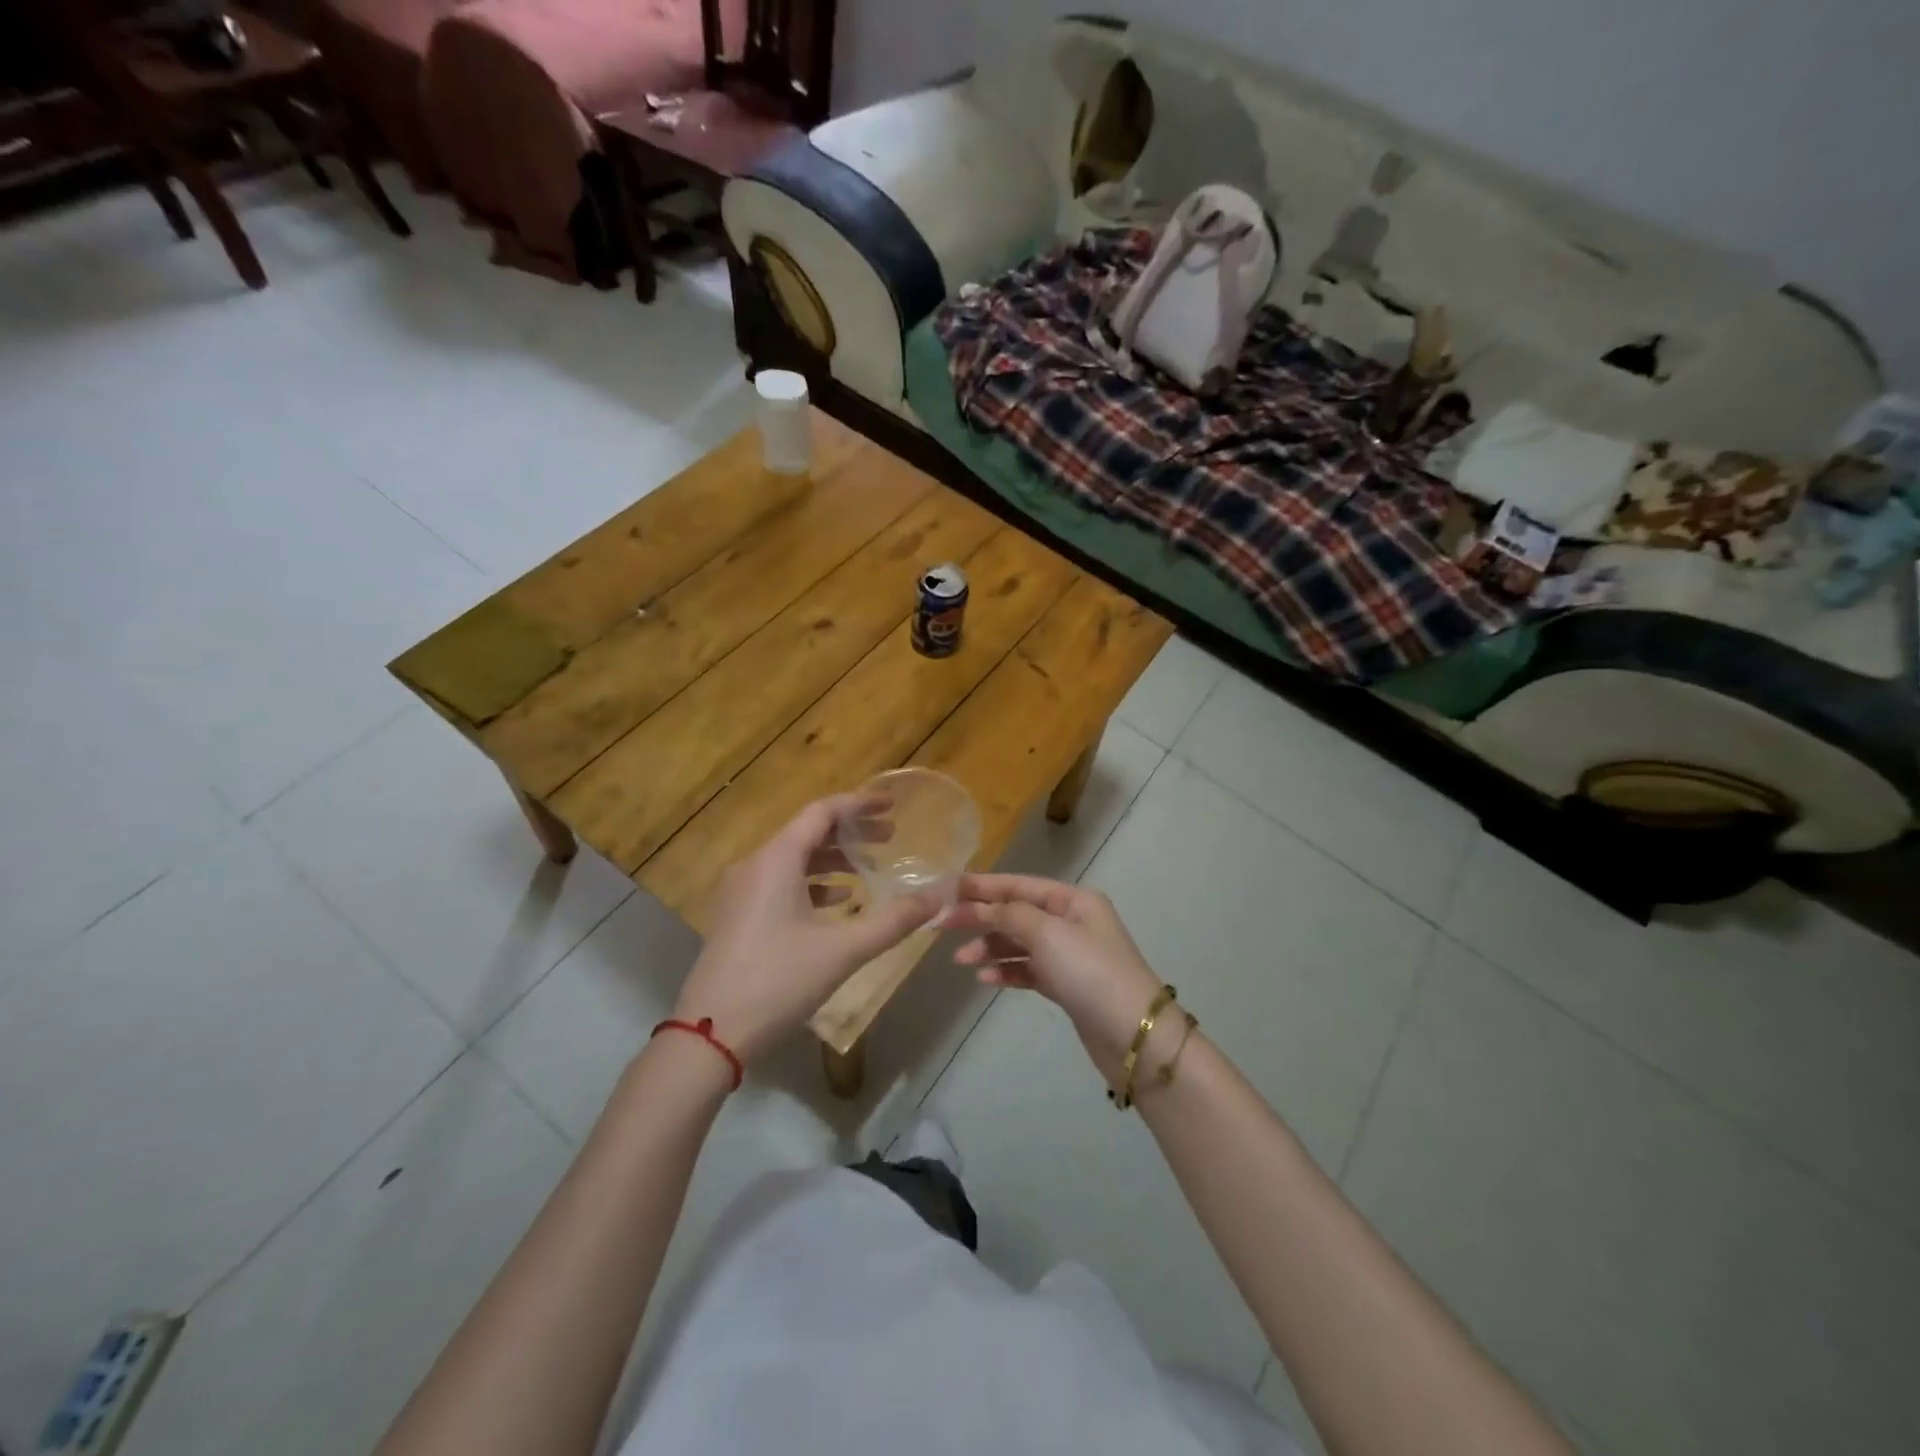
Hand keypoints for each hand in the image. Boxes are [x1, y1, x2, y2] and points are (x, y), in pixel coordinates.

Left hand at [671, 795, 939, 1064]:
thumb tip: (936, 897)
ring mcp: (742, 891)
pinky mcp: (739, 915)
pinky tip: (839, 901)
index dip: (859, 804)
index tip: (892, 805)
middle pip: (808, 833)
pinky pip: (781, 882)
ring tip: (870, 869)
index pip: (822, 812)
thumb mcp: (843, 950)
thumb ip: (893, 921)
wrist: (711, 1034)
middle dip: (851, 833)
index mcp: (777, 860)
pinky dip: (813, 882)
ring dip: (833, 859)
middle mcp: (756, 865)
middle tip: (891, 838)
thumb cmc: (778, 982)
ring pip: (794, 859)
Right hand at [944, 873, 1166, 1082]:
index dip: (983, 886)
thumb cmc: (1091, 972)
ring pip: (1020, 943)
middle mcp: (1072, 921)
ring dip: (990, 948)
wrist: (1134, 1035)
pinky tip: (985, 978)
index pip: (1019, 885)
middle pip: (1017, 913)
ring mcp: (1070, 955)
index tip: (948, 889)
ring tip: (962, 961)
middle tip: (942, 926)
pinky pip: (1028, 970)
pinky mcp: (1067, 985)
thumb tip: (983, 906)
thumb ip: (1011, 914)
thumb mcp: (1049, 934)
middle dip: (982, 918)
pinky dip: (1007, 971)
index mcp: (1073, 900)